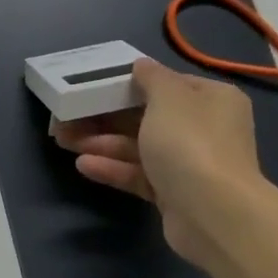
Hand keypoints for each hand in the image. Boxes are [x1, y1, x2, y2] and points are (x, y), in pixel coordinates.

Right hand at [53, 59, 270, 269]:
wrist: (213, 212)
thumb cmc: (190, 143)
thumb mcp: (168, 97)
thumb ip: (151, 78)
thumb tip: (141, 65)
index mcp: (211, 99)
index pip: (167, 84)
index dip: (130, 83)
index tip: (95, 85)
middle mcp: (203, 129)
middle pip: (146, 117)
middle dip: (105, 116)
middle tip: (68, 116)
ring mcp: (188, 163)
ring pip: (139, 147)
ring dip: (102, 142)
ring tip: (64, 140)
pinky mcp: (173, 193)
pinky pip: (139, 175)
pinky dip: (113, 168)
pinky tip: (83, 165)